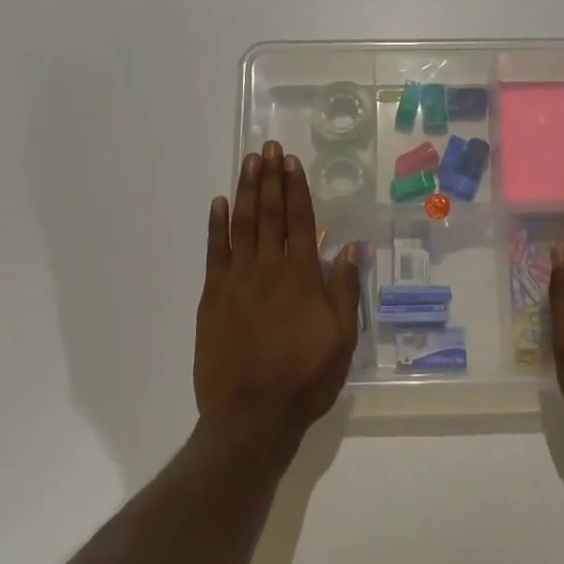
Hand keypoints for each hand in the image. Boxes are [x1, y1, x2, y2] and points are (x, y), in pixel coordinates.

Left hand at [195, 141, 361, 460]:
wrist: (251, 415)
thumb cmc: (305, 378)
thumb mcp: (342, 338)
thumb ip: (344, 290)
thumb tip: (351, 249)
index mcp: (301, 277)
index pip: (300, 221)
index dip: (296, 188)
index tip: (291, 161)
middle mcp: (268, 269)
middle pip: (270, 214)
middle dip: (270, 178)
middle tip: (269, 147)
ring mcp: (236, 281)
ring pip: (242, 226)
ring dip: (246, 191)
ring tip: (248, 162)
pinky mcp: (212, 298)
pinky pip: (214, 253)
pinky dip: (216, 226)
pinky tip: (219, 204)